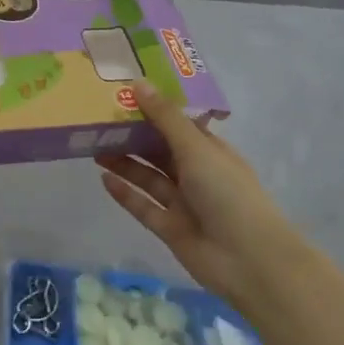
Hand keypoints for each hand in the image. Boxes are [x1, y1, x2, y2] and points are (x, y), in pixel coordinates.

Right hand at [96, 82, 294, 302]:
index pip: (178, 124)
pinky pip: (143, 207)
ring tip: (94, 145)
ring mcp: (183, 203)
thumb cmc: (228, 194)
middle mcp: (196, 174)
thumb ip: (165, 118)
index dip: (153, 109)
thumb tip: (138, 83)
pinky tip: (103, 178)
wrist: (250, 262)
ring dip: (125, 162)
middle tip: (99, 119)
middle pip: (159, 150)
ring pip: (148, 177)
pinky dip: (125, 194)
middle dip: (133, 136)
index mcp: (210, 151)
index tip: (123, 93)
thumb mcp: (196, 149)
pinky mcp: (170, 229)